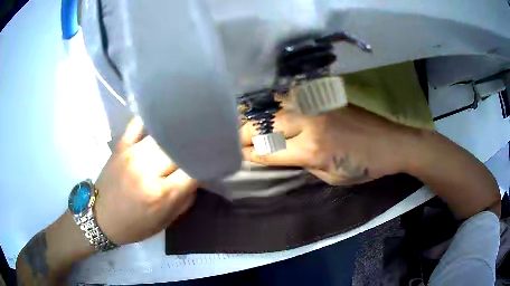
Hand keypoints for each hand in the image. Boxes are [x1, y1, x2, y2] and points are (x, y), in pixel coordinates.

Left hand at [94, 117, 196, 244]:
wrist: (100, 218)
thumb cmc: (134, 226)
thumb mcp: (165, 222)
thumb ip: (184, 199)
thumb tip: (198, 178)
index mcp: (160, 194)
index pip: (193, 171)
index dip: (207, 165)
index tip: (214, 161)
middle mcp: (147, 170)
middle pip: (180, 149)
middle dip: (194, 147)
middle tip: (204, 145)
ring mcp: (132, 154)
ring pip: (163, 135)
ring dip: (177, 135)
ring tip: (187, 133)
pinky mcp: (121, 145)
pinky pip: (138, 123)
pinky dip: (151, 120)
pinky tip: (161, 122)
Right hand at [241, 106, 419, 185]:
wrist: (391, 142)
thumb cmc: (364, 166)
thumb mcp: (332, 176)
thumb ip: (304, 164)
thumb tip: (281, 155)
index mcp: (311, 150)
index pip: (268, 151)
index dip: (250, 153)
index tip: (238, 154)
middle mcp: (308, 124)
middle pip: (264, 126)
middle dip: (244, 134)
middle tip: (235, 139)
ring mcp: (315, 106)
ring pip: (273, 107)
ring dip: (255, 116)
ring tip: (244, 122)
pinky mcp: (322, 97)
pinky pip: (290, 97)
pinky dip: (274, 102)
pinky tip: (267, 106)